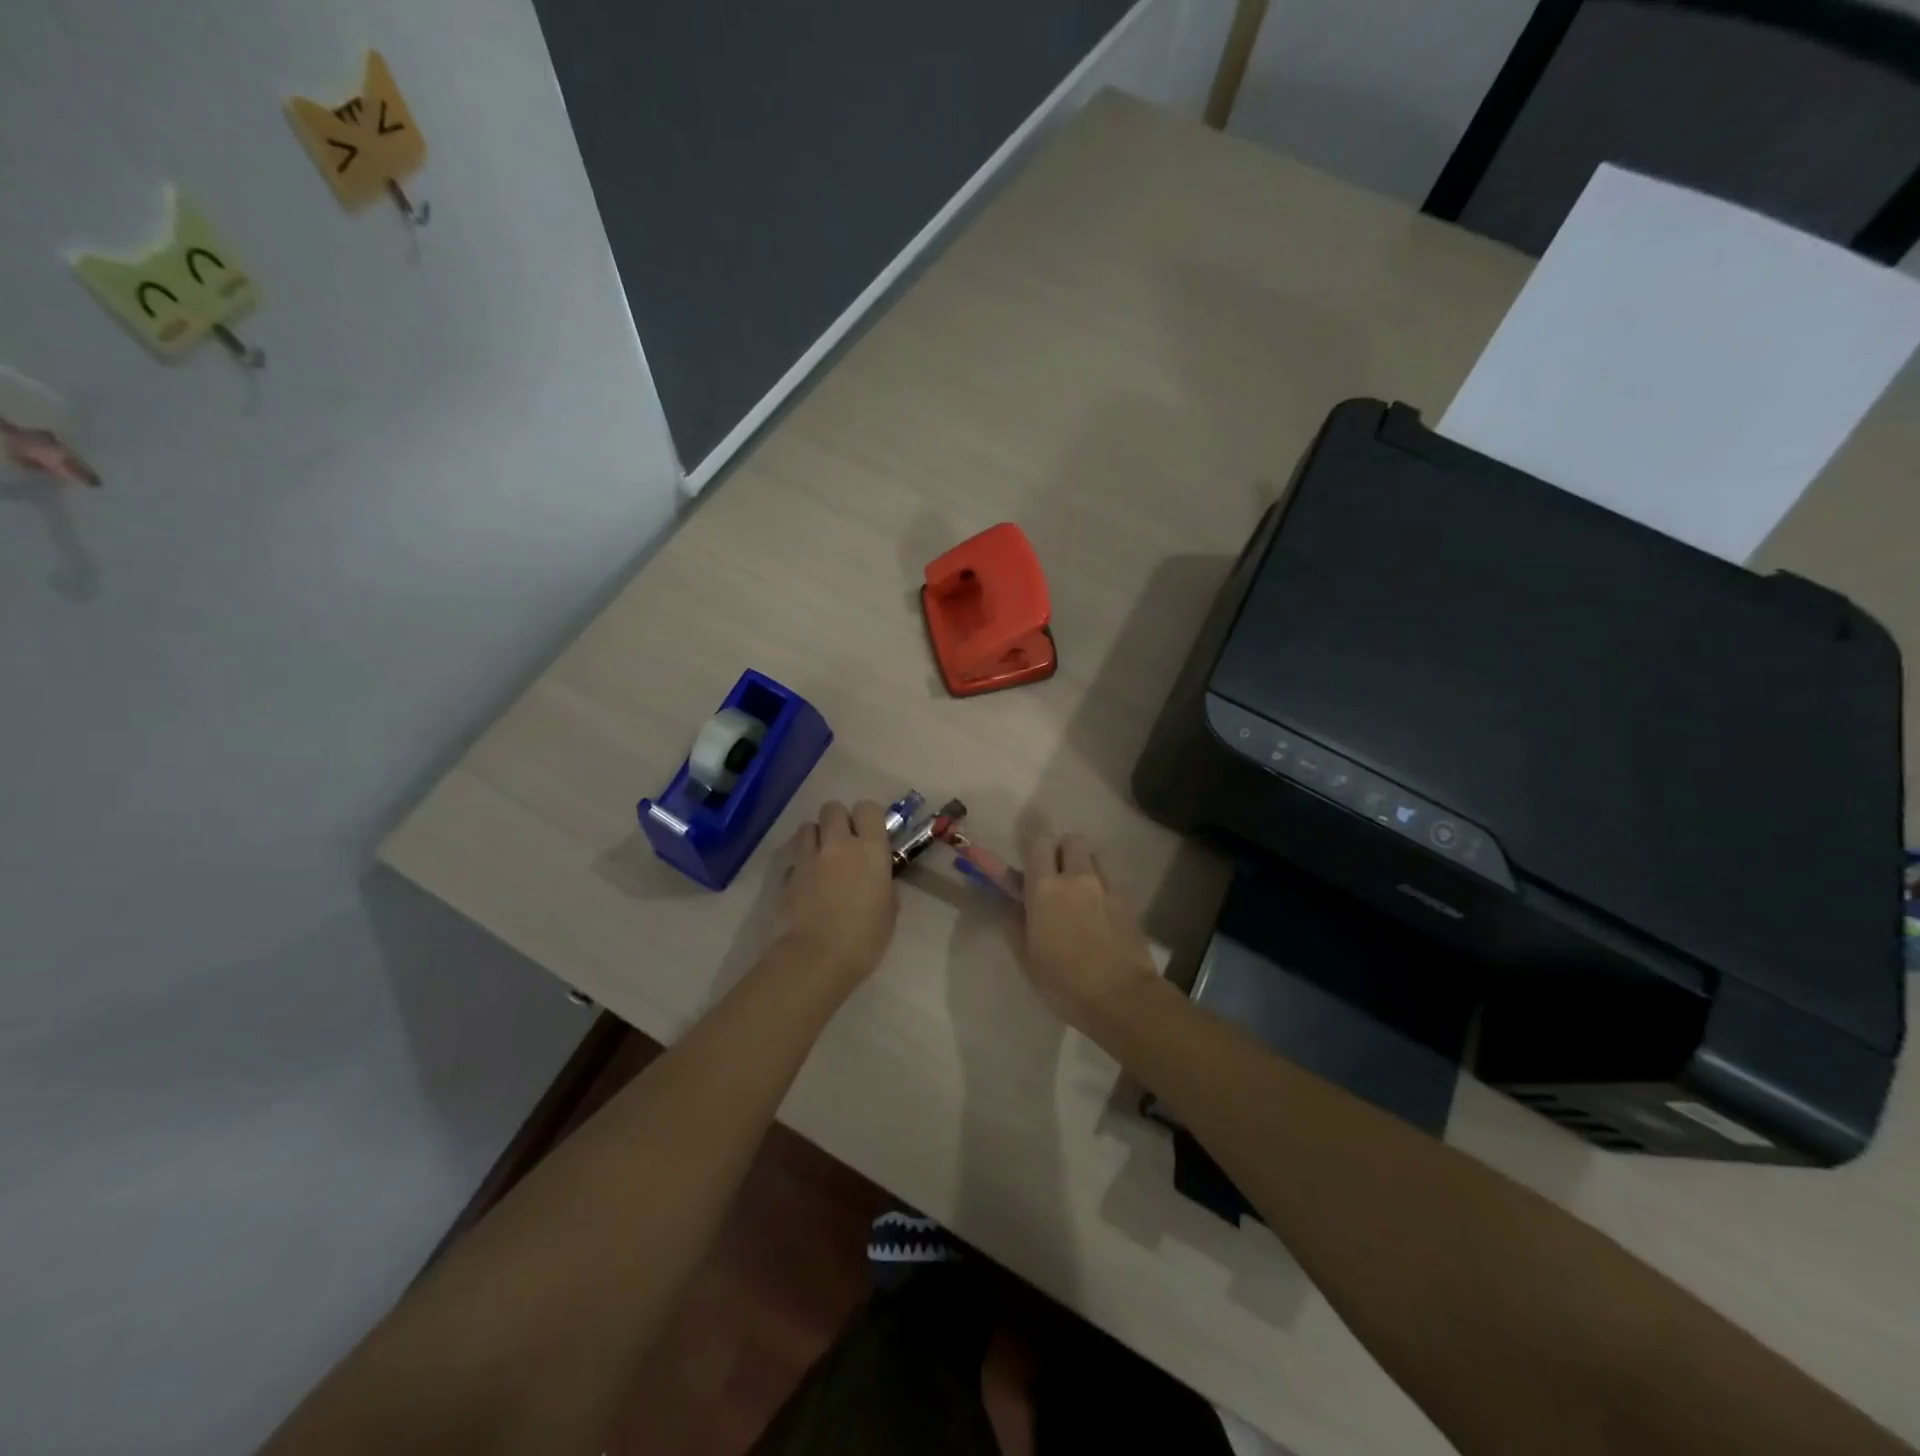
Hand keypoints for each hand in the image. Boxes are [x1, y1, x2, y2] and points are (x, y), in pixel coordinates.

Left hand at [778, 800, 897, 984]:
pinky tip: (806, 883)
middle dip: (838, 820)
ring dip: (816, 836)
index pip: (868, 808)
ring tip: (821, 857)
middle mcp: (839, 844)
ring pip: (808, 826)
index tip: (869, 834)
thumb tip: (878, 881)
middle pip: (833, 808)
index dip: (867, 818)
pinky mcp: (786, 874)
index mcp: (870, 850)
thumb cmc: (864, 938)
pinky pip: (794, 857)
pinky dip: (800, 863)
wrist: (816, 958)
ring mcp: (809, 857)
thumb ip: (883, 886)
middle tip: (844, 843)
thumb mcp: (888, 911)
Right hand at [1019, 832, 1159, 1034]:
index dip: (1035, 853)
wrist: (1122, 998)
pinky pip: (1111, 882)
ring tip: (1081, 896)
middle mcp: (1077, 878)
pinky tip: (1101, 915)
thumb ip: (1017, 924)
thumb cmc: (1064, 982)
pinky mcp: (1129, 902)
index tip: (1031, 871)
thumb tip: (1015, 906)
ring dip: (1085, 867)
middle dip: (1064, 852)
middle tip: (1057, 878)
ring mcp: (1107, 887)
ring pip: (1095, 858)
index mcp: (1045, 888)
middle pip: (1073, 840)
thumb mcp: (1027, 958)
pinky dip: (1103, 889)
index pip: (1039, 845)